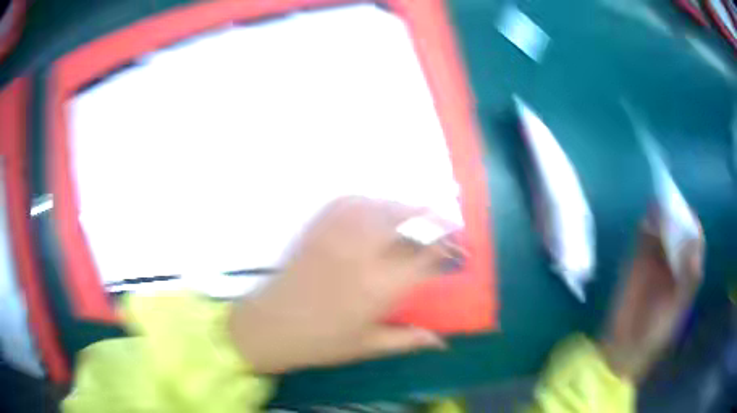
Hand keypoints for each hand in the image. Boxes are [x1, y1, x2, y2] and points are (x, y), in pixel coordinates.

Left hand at [229, 197, 449, 373]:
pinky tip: (377, 208)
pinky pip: (350, 201)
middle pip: (411, 223)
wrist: (269, 326)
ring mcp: (339, 235)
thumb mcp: (368, 346)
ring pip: (383, 207)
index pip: (427, 256)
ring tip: (419, 213)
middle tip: (447, 223)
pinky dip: (371, 201)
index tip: (459, 249)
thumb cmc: (320, 342)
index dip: (449, 248)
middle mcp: (364, 254)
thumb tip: (442, 342)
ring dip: (407, 208)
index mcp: (381, 287)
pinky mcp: (319, 227)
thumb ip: (408, 340)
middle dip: (435, 220)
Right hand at [601, 209, 703, 380]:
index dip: (691, 223)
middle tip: (669, 200)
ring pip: (661, 229)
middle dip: (674, 214)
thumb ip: (688, 279)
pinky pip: (643, 238)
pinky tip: (645, 221)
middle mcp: (674, 260)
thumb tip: (692, 244)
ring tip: (657, 205)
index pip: (694, 239)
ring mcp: (655, 259)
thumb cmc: (657, 332)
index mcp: (687, 270)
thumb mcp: (678, 308)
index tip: (686, 212)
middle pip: (678, 229)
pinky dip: (645, 226)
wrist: (625, 347)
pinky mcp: (637, 261)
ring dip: (659, 216)